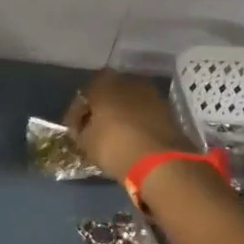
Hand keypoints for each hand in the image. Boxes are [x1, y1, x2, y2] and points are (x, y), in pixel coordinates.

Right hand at [65, 69, 193, 180]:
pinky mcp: (169, 111)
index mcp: (104, 83)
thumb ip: (80, 129)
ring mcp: (152, 94)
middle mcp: (129, 81)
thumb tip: (83, 127)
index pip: (84, 95)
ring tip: (115, 135)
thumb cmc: (114, 145)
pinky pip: (145, 114)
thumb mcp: (85, 141)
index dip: (78, 112)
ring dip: (122, 115)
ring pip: (129, 103)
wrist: (161, 161)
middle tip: (95, 129)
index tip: (75, 128)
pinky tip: (132, 138)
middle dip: (102, 109)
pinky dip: (137, 123)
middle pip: (109, 94)